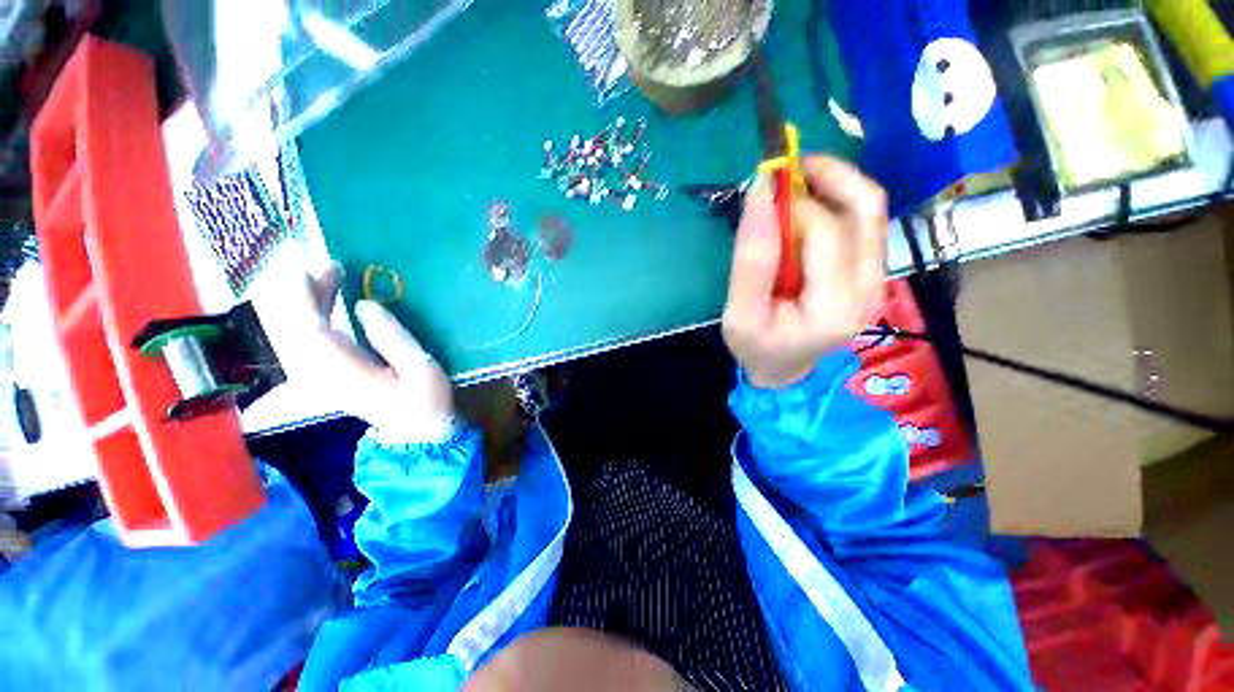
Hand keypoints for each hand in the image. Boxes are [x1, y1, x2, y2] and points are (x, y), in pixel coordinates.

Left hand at [266, 264, 455, 442]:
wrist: (416, 430)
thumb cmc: (426, 400)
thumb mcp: (422, 369)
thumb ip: (393, 338)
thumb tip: (365, 304)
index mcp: (344, 372)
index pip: (309, 328)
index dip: (305, 293)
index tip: (314, 263)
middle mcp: (318, 373)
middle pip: (292, 326)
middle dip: (301, 290)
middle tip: (325, 262)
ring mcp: (316, 375)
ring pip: (293, 330)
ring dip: (305, 299)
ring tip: (328, 273)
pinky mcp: (322, 373)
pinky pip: (303, 337)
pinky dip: (309, 314)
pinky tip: (325, 298)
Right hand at [723, 157, 888, 388]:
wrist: (784, 370)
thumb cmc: (757, 347)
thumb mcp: (740, 313)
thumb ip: (751, 259)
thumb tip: (761, 192)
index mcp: (836, 305)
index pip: (825, 231)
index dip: (792, 204)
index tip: (760, 191)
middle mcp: (871, 287)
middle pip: (865, 208)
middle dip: (825, 176)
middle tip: (786, 167)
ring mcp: (877, 279)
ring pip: (872, 208)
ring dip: (837, 181)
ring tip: (798, 177)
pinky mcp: (872, 273)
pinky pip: (866, 221)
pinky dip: (840, 200)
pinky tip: (810, 203)